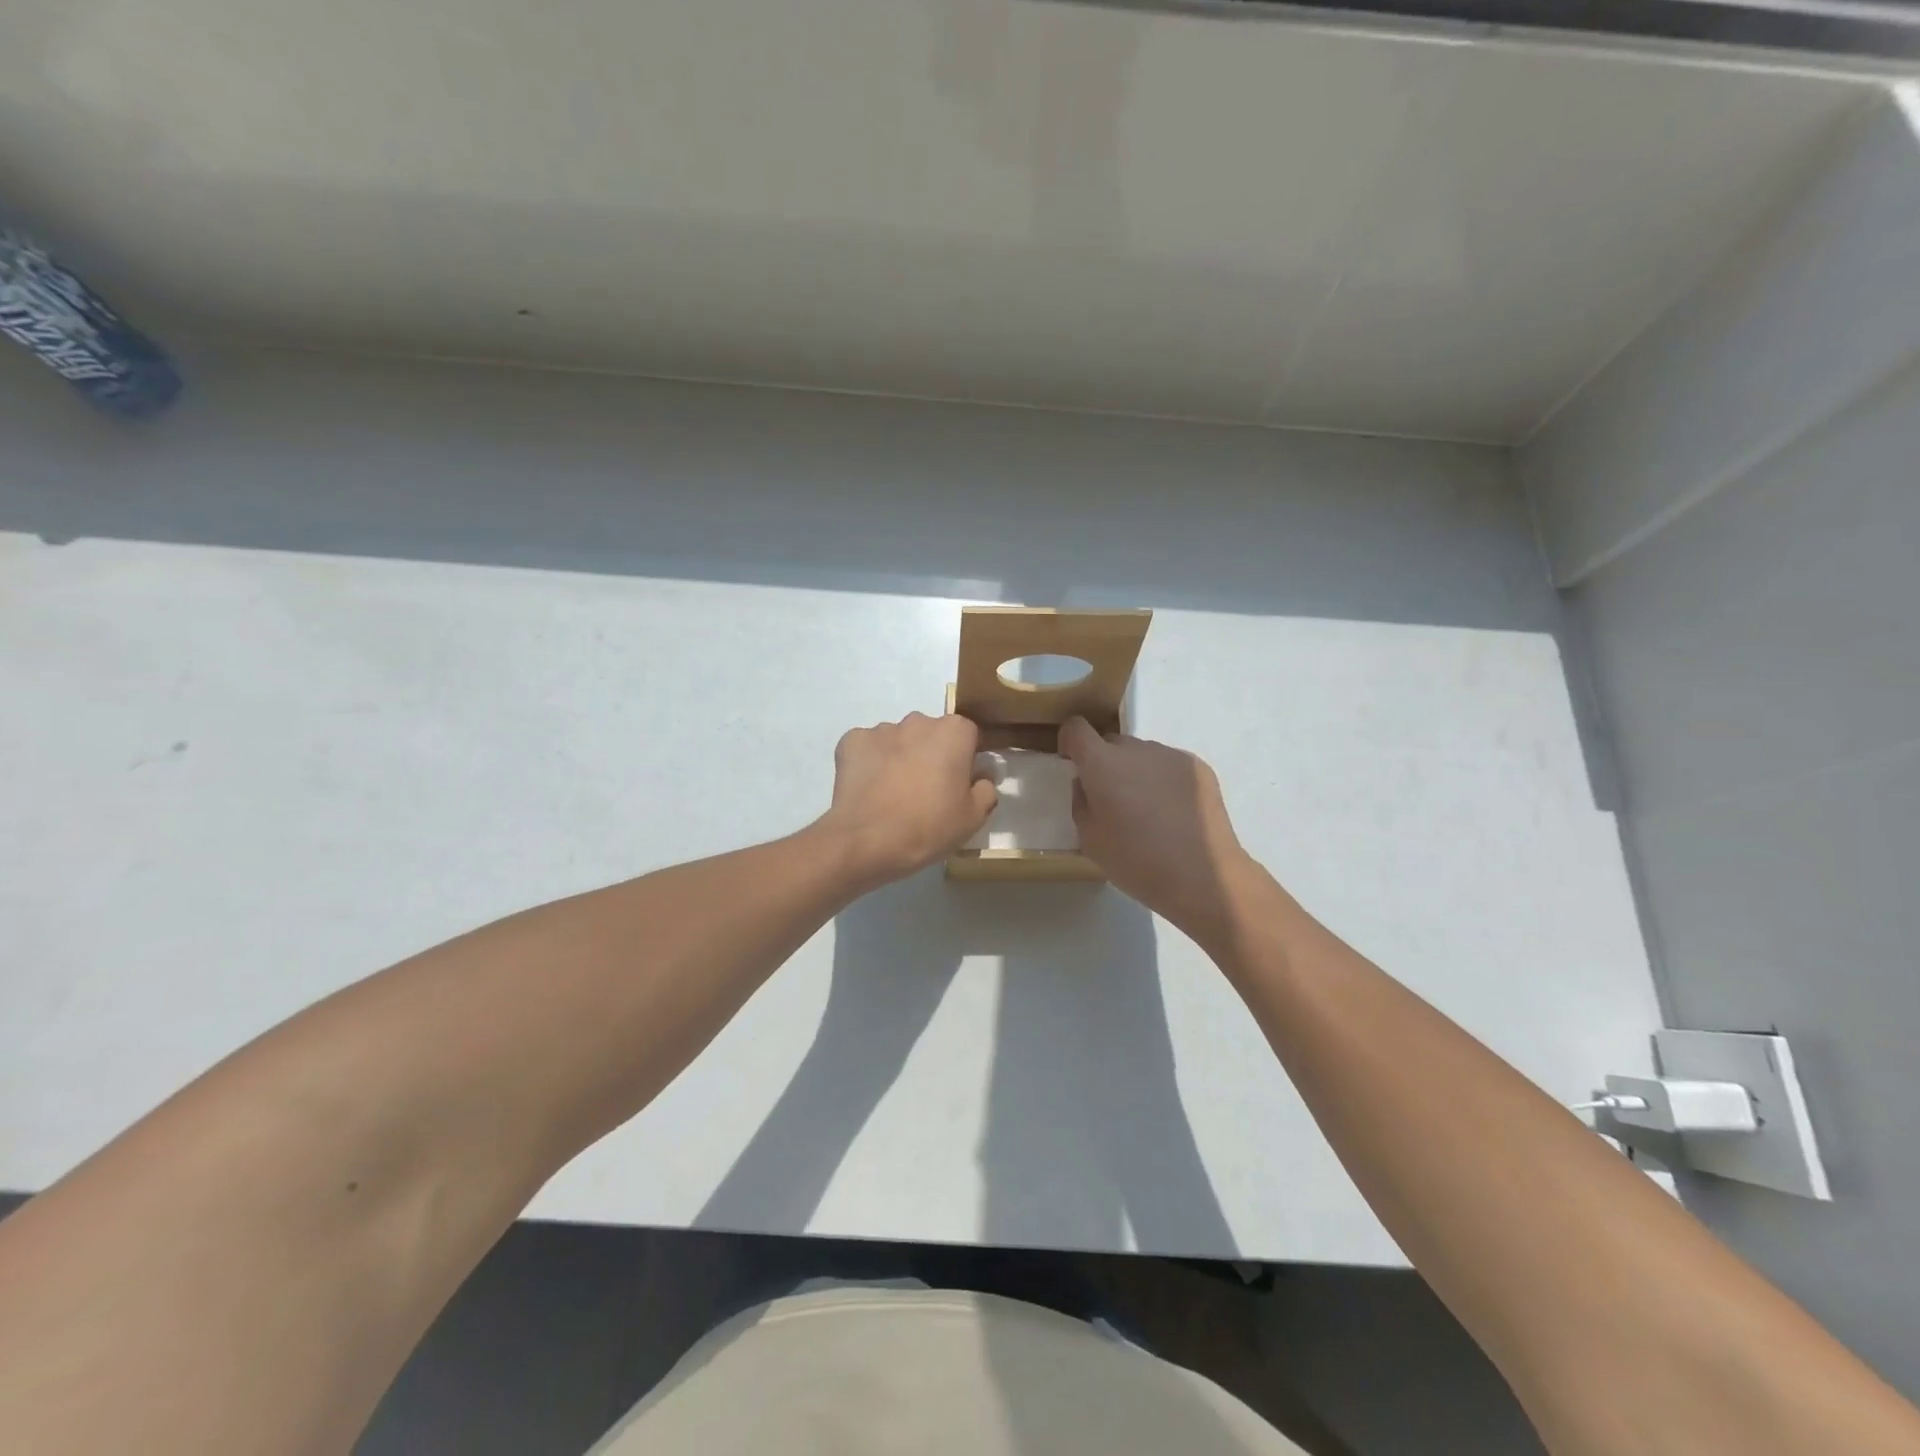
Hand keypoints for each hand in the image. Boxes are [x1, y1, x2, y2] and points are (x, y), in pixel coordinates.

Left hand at [818, 712, 997, 888]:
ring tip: (894, 794)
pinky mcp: (851, 741)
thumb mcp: (974, 817)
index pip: (968, 736)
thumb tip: (981, 775)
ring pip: (899, 740)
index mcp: (953, 732)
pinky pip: (868, 749)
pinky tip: (870, 790)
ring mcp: (882, 729)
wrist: (867, 841)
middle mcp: (918, 721)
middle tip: (927, 791)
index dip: (965, 759)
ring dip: (901, 758)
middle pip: (932, 734)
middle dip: (932, 755)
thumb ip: (986, 788)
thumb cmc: (929, 827)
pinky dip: (871, 763)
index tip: (959, 784)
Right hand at [1058, 717, 1251, 942]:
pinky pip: (1168, 765)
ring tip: (1148, 811)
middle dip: (1105, 763)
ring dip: (1136, 771)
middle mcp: (1136, 749)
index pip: (1076, 728)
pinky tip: (1173, 813)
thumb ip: (1081, 801)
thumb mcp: (1089, 839)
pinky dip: (1163, 780)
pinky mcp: (1198, 767)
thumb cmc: (1136, 862)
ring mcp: (1170, 755)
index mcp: (1102, 764)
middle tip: (1113, 800)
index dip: (1069, 743)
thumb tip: (1086, 783)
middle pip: (1111, 743)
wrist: (1202, 877)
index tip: (1073, 764)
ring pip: (1142, 754)